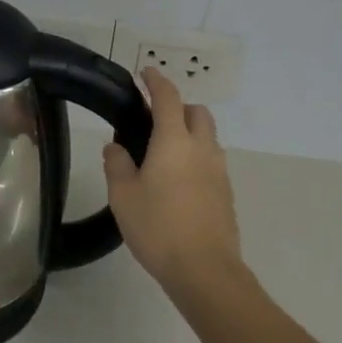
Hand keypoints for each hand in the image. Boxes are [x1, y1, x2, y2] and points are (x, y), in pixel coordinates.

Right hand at [102, 67, 243, 300]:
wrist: (205, 270)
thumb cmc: (158, 227)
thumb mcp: (123, 195)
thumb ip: (117, 165)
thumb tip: (115, 148)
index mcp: (174, 140)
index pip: (167, 97)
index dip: (156, 80)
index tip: (146, 72)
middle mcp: (202, 147)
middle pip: (197, 112)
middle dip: (178, 106)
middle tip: (154, 119)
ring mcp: (219, 170)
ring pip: (208, 136)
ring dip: (190, 132)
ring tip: (165, 153)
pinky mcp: (226, 192)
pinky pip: (212, 160)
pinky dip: (197, 157)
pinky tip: (179, 181)